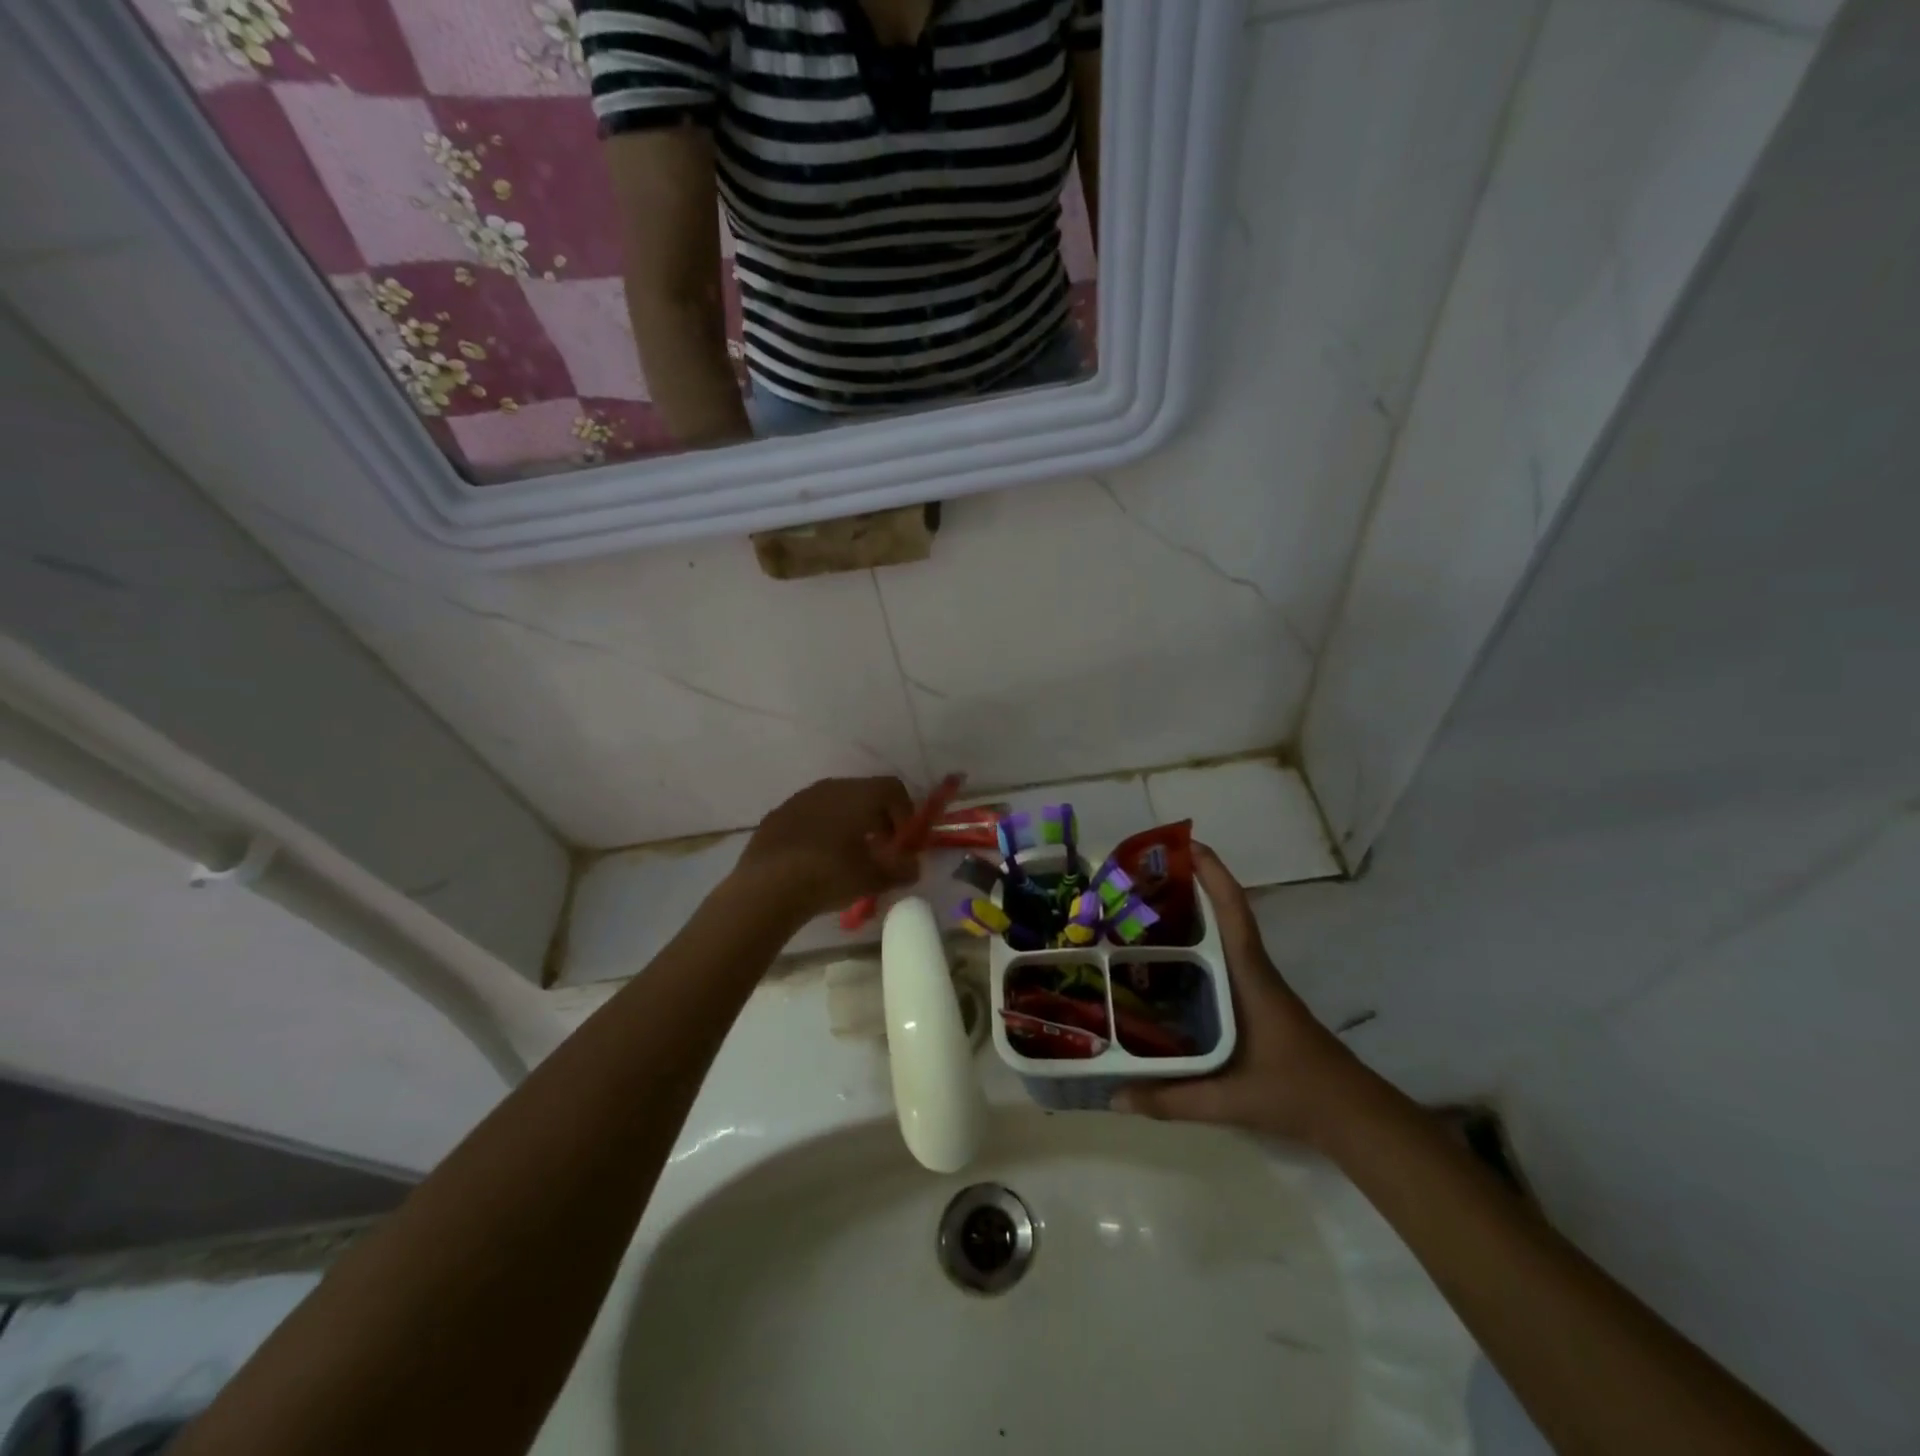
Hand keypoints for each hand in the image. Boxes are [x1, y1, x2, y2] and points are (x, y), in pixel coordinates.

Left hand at [733, 777, 919, 921]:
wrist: (767, 887)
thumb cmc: (830, 875)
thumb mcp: (874, 879)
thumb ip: (901, 871)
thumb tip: (913, 867)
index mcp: (860, 794)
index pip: (893, 788)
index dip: (905, 812)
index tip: (902, 841)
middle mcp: (831, 787)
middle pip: (864, 793)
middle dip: (877, 818)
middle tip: (879, 849)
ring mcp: (800, 798)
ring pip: (835, 802)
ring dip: (848, 822)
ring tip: (847, 855)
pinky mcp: (777, 814)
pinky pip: (809, 814)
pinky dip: (821, 829)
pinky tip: (816, 858)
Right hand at [1112, 845, 1368, 1145]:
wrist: (1351, 1114)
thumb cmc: (1294, 1092)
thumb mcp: (1229, 1099)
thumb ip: (1171, 1099)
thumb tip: (1112, 1095)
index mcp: (1249, 976)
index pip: (1232, 911)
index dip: (1212, 873)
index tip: (1185, 844)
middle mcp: (1252, 969)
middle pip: (1220, 912)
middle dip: (1186, 886)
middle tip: (1139, 877)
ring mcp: (1255, 982)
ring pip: (1220, 933)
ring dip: (1189, 913)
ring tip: (1140, 909)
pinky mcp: (1255, 997)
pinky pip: (1221, 956)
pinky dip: (1195, 943)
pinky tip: (1165, 960)